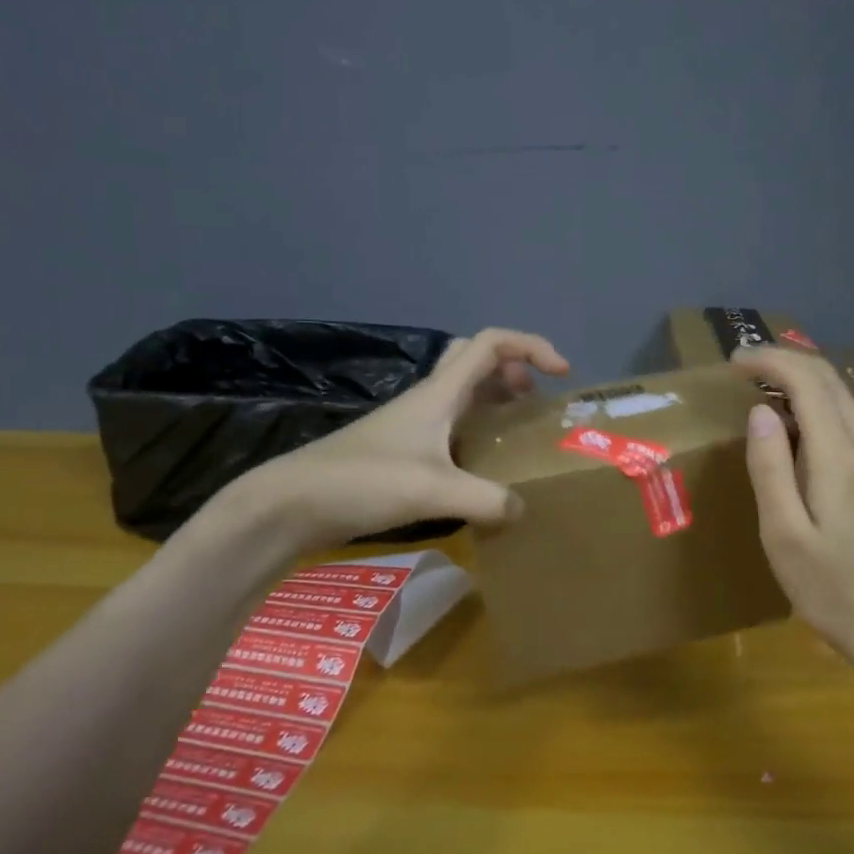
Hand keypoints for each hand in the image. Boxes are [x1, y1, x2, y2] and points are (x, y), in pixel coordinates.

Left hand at [221, 328, 569, 548]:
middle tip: (533, 398)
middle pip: (474, 359)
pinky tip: (480, 463)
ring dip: (493, 396)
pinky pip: (449, 423)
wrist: (291, 504)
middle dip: (512, 367)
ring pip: (461, 391)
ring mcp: (410, 424)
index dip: (531, 347)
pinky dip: (474, 427)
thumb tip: (522, 510)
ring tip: (516, 426)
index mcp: (438, 393)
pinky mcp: (399, 450)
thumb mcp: (434, 491)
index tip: (561, 374)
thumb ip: (487, 500)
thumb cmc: (363, 482)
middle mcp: (427, 400)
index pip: (490, 344)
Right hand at [733, 347, 853, 663]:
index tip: (733, 362)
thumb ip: (770, 468)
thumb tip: (760, 411)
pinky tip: (792, 425)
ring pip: (841, 396)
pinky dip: (815, 406)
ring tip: (758, 388)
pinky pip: (847, 419)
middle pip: (829, 380)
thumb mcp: (784, 534)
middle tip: (741, 367)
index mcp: (841, 457)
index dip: (770, 361)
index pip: (808, 382)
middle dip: (784, 363)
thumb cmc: (831, 588)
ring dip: (800, 382)